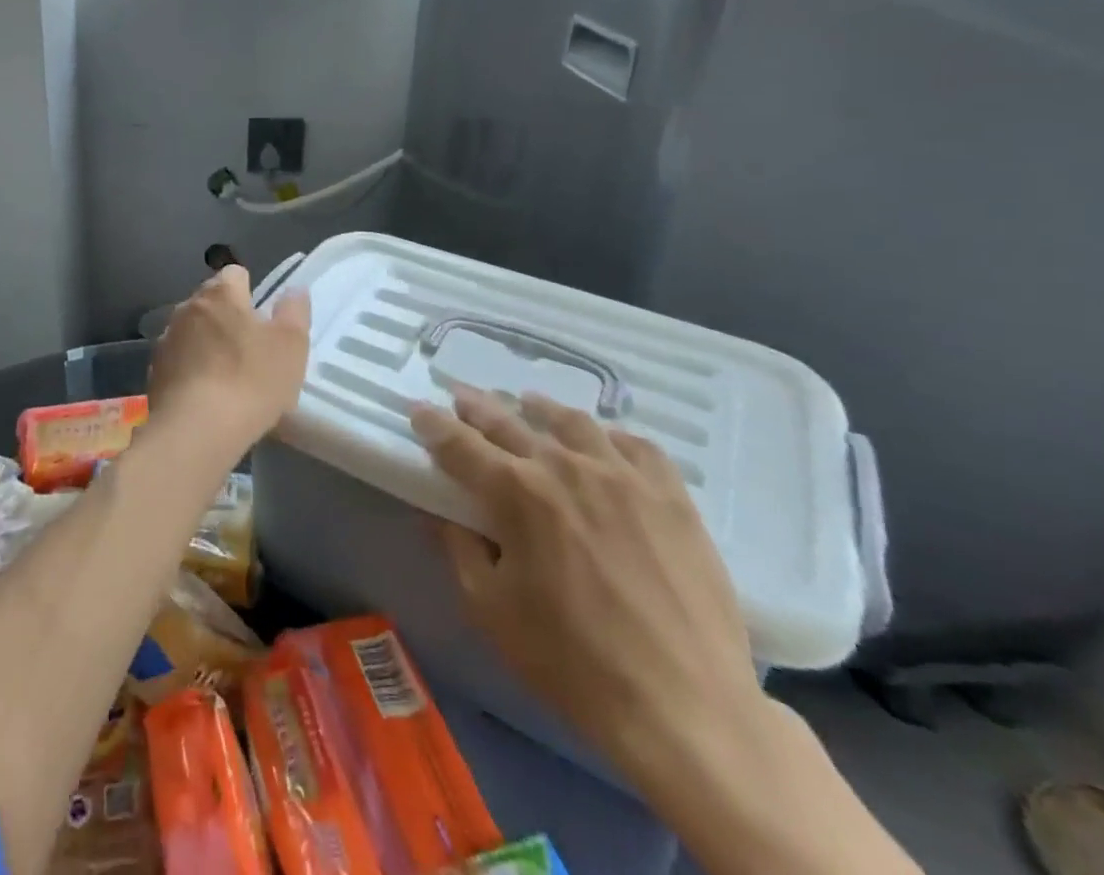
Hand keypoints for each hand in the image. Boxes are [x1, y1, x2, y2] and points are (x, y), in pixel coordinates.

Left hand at [148, 266, 310, 452]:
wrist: (196, 430)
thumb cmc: (251, 380)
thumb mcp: (290, 345)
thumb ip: (294, 312)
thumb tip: (294, 290)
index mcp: (219, 294)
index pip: (234, 274)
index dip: (250, 291)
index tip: (262, 318)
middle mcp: (186, 308)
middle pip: (210, 302)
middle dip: (227, 318)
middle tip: (250, 349)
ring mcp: (166, 340)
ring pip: (192, 332)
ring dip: (206, 345)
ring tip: (227, 377)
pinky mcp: (154, 373)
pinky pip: (178, 362)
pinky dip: (191, 371)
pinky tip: (206, 397)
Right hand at [410, 385, 765, 791]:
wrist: (685, 707)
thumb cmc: (572, 661)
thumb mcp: (490, 609)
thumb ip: (459, 550)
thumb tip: (439, 514)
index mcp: (516, 493)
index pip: (460, 444)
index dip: (433, 425)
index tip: (419, 410)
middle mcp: (564, 467)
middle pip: (509, 422)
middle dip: (477, 407)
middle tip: (461, 395)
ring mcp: (623, 476)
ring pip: (572, 422)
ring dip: (541, 409)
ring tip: (529, 403)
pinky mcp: (671, 495)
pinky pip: (636, 445)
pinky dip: (610, 434)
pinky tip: (603, 438)